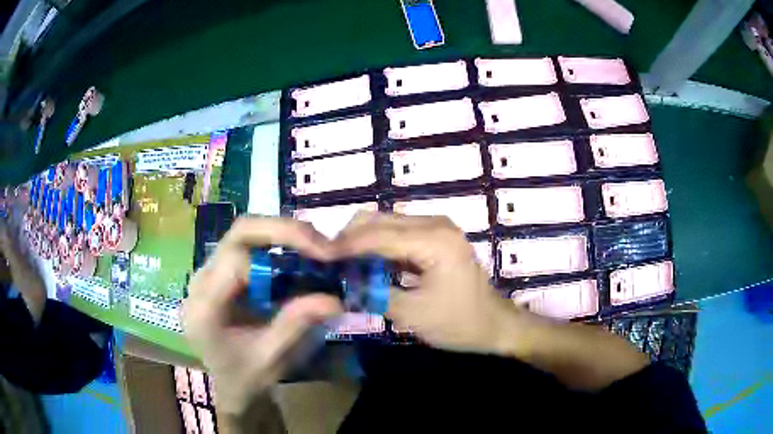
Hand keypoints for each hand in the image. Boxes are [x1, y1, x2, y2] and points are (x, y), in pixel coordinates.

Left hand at [183, 217, 342, 414]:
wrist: (227, 382)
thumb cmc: (245, 376)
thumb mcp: (271, 358)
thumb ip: (295, 326)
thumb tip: (335, 299)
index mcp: (205, 306)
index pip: (237, 260)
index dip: (278, 256)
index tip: (321, 260)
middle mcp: (201, 280)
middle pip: (240, 233)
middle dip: (284, 231)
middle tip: (322, 244)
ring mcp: (208, 272)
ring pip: (244, 232)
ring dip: (282, 234)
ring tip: (315, 248)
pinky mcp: (220, 270)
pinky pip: (247, 244)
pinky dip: (276, 244)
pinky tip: (297, 257)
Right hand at [333, 212, 537, 355]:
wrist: (493, 324)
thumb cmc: (458, 324)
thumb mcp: (411, 315)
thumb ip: (373, 293)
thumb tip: (339, 281)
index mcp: (434, 241)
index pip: (377, 235)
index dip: (344, 246)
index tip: (318, 257)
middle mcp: (435, 223)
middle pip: (378, 220)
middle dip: (349, 240)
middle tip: (327, 263)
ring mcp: (436, 227)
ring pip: (385, 224)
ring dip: (361, 242)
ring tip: (341, 265)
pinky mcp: (435, 236)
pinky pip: (397, 233)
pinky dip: (377, 246)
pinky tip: (364, 264)